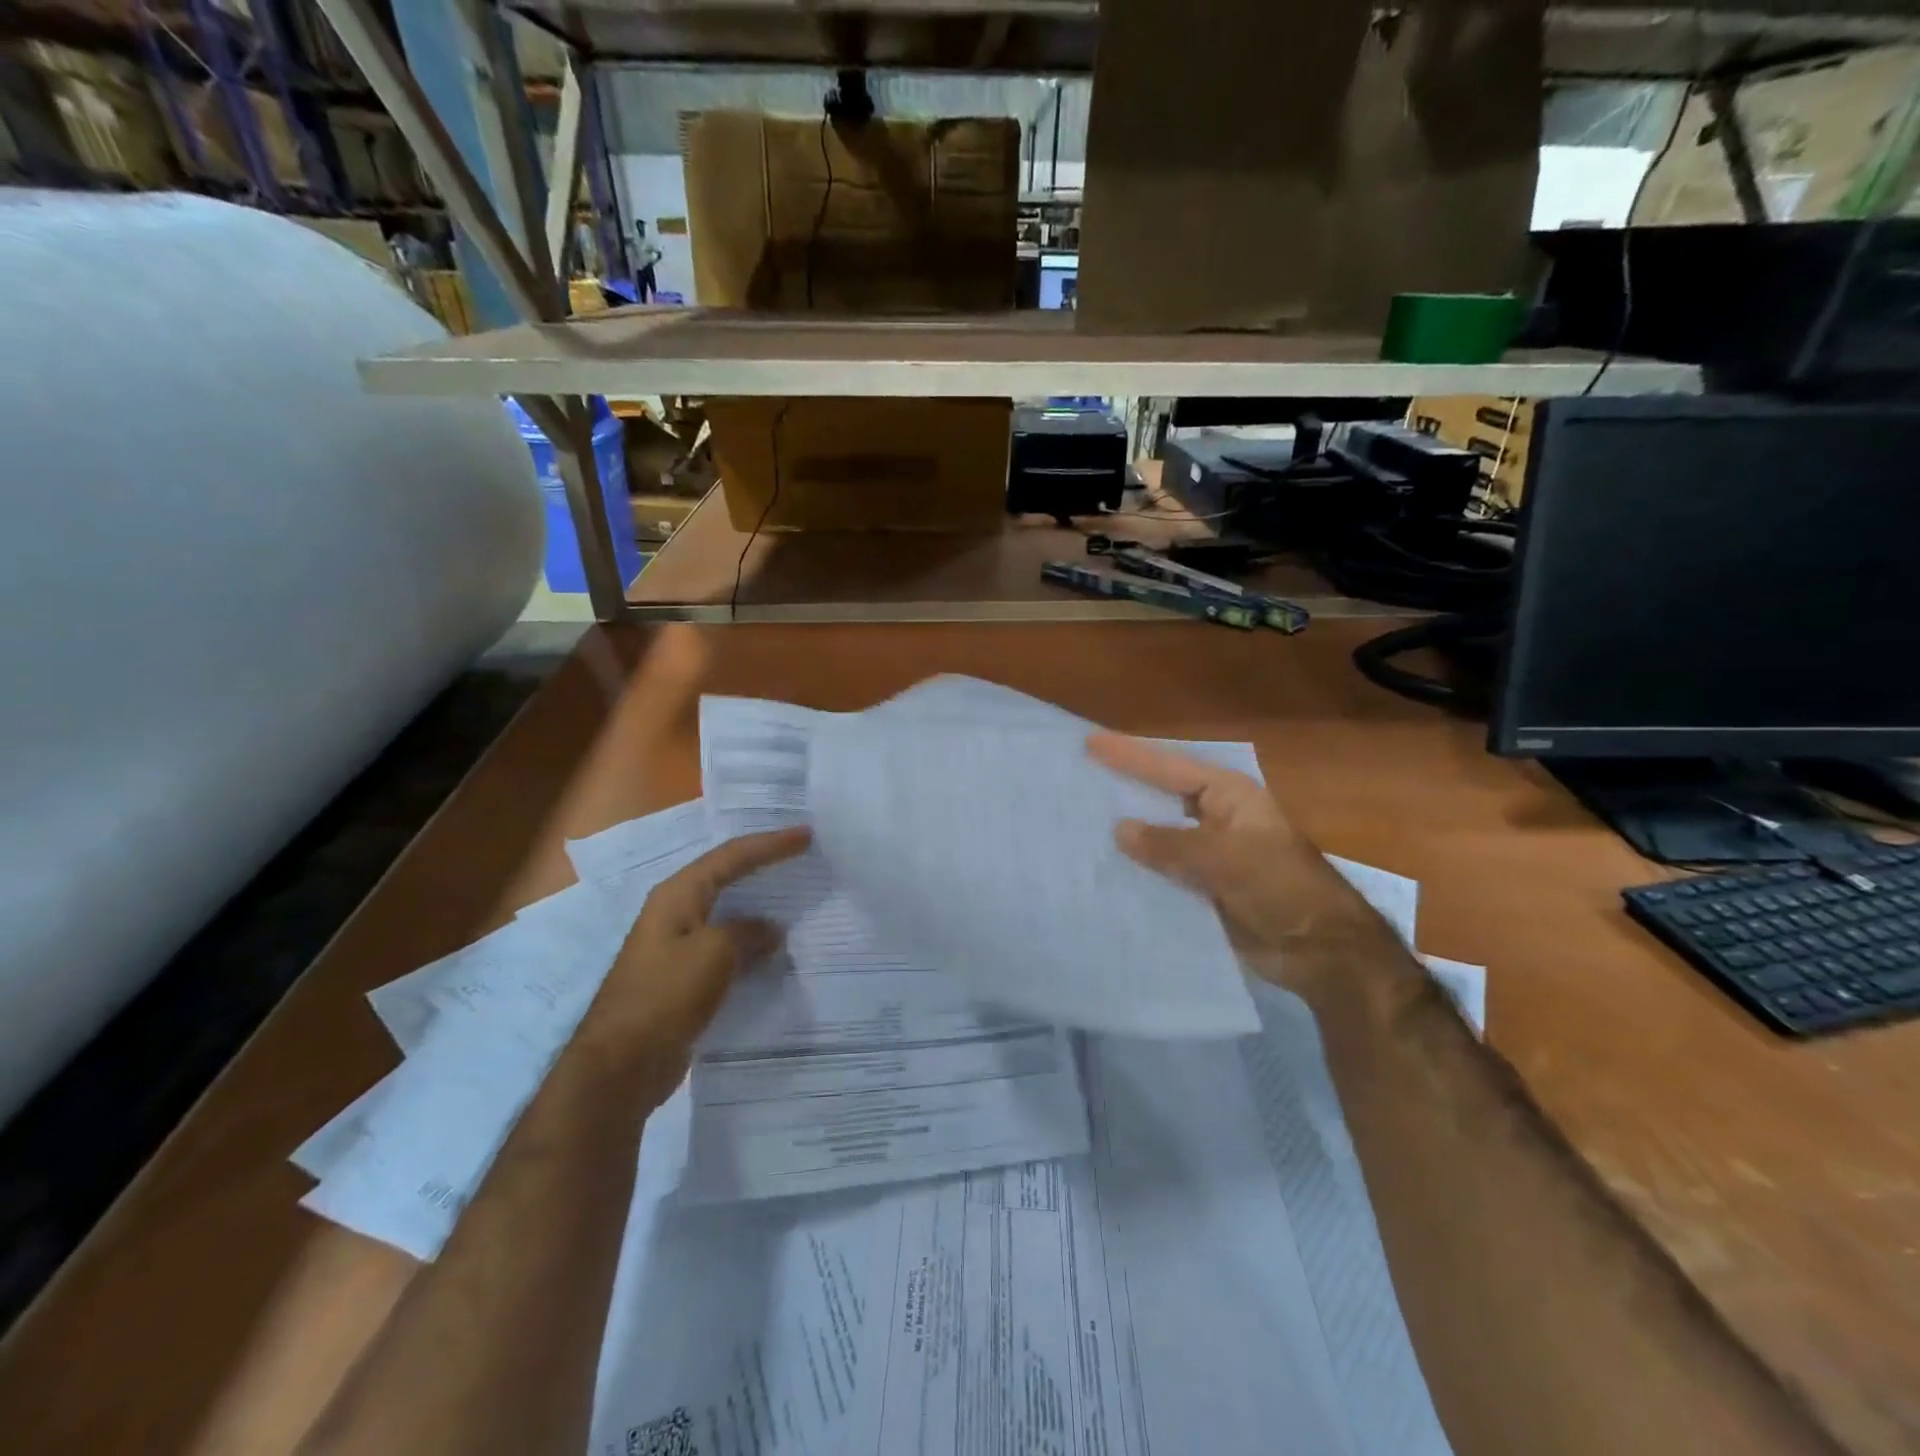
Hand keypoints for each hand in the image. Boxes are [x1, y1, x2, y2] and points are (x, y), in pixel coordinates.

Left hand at [576, 827, 811, 1076]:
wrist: (622, 1065)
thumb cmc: (665, 995)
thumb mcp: (714, 953)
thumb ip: (748, 933)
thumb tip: (771, 930)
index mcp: (678, 895)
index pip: (731, 856)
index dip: (770, 844)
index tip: (806, 835)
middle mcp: (676, 913)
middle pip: (727, 878)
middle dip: (764, 866)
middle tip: (802, 857)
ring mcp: (678, 947)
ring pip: (729, 915)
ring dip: (761, 908)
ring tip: (798, 901)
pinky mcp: (685, 980)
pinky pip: (727, 950)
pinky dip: (753, 945)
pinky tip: (776, 952)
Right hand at [1087, 733, 1395, 995]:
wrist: (1320, 949)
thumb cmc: (1279, 887)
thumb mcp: (1224, 858)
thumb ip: (1169, 844)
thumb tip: (1119, 829)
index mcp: (1227, 795)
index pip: (1168, 767)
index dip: (1128, 755)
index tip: (1089, 743)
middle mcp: (1215, 816)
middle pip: (1160, 795)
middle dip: (1122, 788)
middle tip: (1076, 778)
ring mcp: (1209, 852)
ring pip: (1158, 834)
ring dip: (1127, 831)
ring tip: (1079, 821)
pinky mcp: (1204, 885)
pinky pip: (1163, 869)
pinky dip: (1138, 867)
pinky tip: (1105, 867)